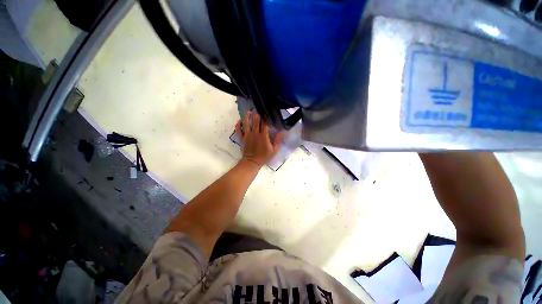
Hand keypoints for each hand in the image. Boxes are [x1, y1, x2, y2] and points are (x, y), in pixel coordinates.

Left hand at [236, 111, 284, 167]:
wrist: (252, 162)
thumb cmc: (264, 156)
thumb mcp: (274, 150)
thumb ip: (278, 141)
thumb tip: (282, 132)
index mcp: (263, 136)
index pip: (264, 124)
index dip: (264, 117)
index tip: (265, 112)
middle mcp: (255, 133)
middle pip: (255, 121)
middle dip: (256, 114)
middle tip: (256, 109)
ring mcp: (247, 135)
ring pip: (246, 123)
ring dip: (247, 116)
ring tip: (247, 111)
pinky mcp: (241, 138)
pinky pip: (238, 130)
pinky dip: (238, 124)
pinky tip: (240, 120)